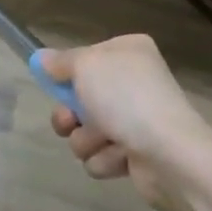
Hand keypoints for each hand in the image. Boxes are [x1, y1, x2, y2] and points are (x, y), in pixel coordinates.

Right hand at [36, 35, 211, 210]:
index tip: (55, 83)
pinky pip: (103, 155)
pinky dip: (106, 158)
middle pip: (82, 97)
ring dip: (86, 139)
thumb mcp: (85, 66)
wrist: (171, 155)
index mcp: (128, 52)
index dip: (68, 73)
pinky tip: (121, 157)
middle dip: (70, 114)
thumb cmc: (126, 98)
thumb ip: (59, 62)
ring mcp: (138, 119)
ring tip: (103, 141)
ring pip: (88, 129)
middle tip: (71, 120)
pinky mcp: (139, 153)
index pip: (86, 57)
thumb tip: (41, 58)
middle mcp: (135, 81)